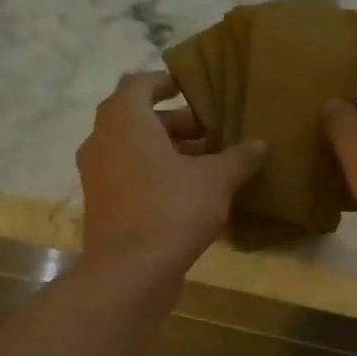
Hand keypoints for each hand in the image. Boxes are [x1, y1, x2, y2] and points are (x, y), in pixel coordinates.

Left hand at [76, 72, 264, 274]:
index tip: (192, 90)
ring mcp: (97, 175)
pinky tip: (188, 195)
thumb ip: (238, 158)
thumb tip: (259, 143)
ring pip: (133, 150)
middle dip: (174, 124)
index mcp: (124, 119)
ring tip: (205, 165)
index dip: (166, 83)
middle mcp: (102, 139)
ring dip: (166, 152)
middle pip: (137, 118)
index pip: (140, 83)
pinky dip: (154, 176)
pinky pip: (129, 177)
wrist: (131, 272)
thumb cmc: (171, 210)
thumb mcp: (216, 180)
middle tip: (210, 133)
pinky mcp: (101, 206)